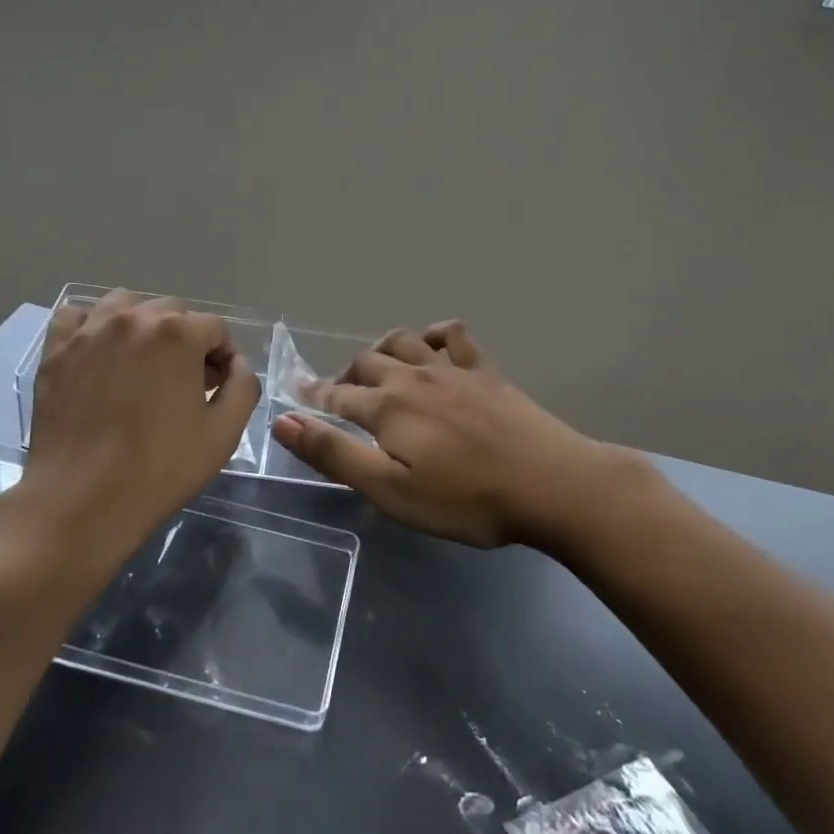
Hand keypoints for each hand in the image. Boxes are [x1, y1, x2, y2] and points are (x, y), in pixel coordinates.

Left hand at [18, 291, 260, 581]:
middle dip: (187, 341)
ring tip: (143, 363)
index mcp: (178, 333)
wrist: (81, 499)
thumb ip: (243, 387)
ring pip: (125, 305)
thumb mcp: (223, 434)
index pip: (215, 328)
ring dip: (143, 325)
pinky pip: (77, 316)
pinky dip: (93, 326)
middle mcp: (133, 318)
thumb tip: (237, 365)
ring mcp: (89, 331)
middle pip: (172, 312)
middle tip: (186, 382)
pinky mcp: (56, 350)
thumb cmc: (159, 468)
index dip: (224, 356)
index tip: (219, 386)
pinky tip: (100, 353)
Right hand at [272, 321, 642, 548]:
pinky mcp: (486, 371)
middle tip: (338, 394)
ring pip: (403, 342)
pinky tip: (431, 344)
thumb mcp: (390, 490)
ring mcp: (452, 369)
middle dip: (345, 375)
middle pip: (366, 362)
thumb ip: (334, 454)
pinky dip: (434, 334)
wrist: (550, 484)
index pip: (336, 395)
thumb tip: (283, 421)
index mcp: (386, 407)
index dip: (312, 395)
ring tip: (377, 366)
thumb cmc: (465, 499)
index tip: (296, 391)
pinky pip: (453, 336)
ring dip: (381, 350)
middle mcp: (413, 377)